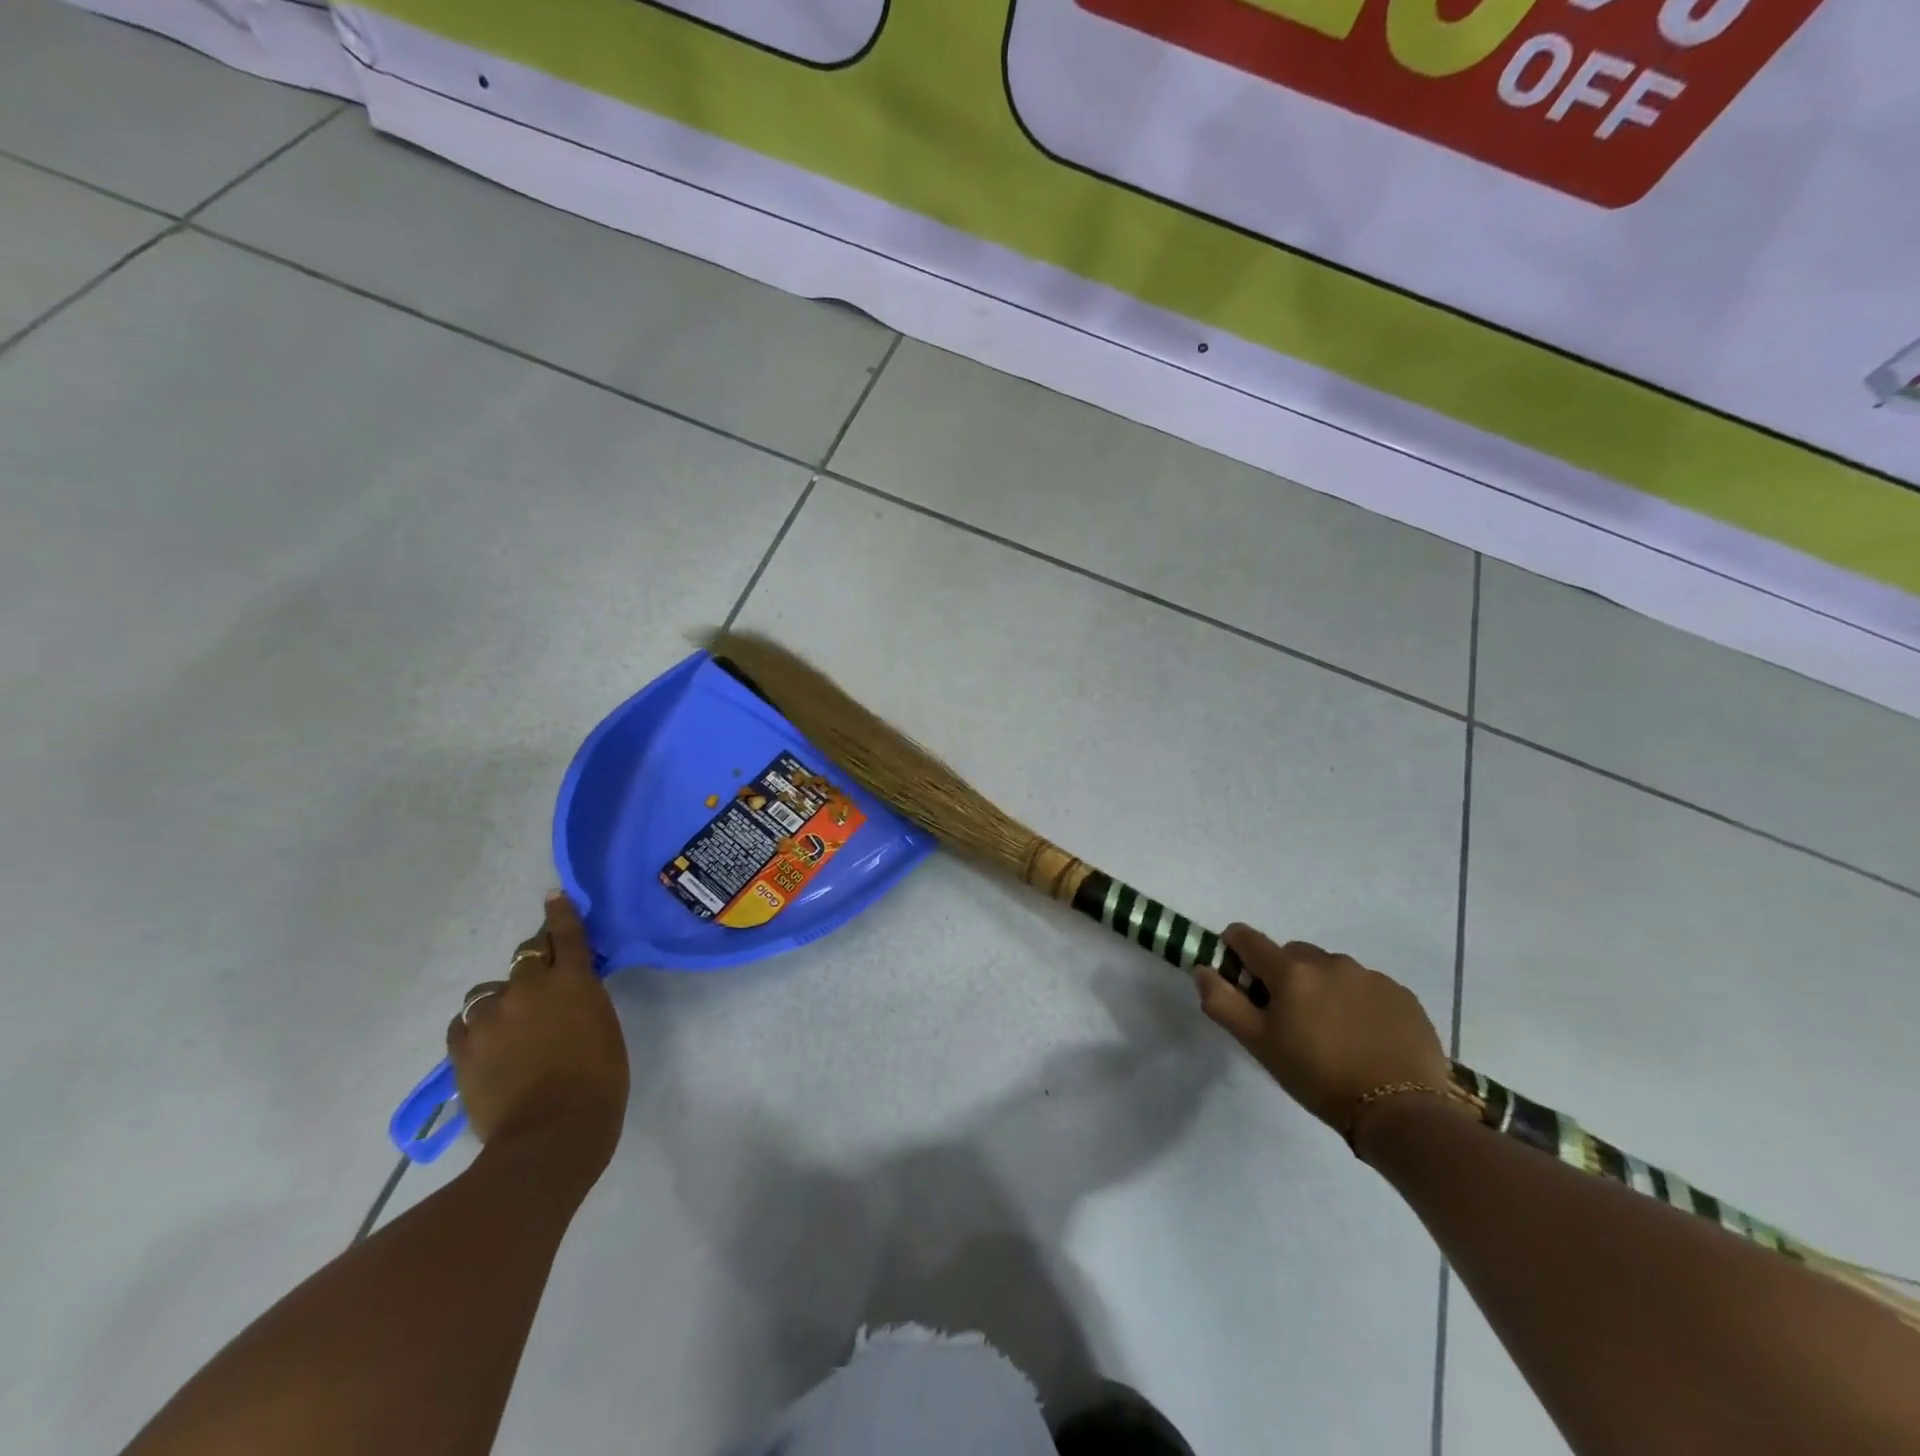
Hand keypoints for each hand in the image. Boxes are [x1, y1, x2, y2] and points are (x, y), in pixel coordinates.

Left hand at [447, 893, 629, 1174]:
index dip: (560, 913)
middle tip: (540, 978)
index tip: (553, 896)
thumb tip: (568, 996)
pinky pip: (464, 1024)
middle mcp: (528, 988)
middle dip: (534, 959)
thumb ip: (583, 1001)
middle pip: (526, 955)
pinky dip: (476, 1027)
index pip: (566, 934)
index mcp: (572, 981)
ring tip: (508, 1024)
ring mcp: (490, 1018)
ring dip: (501, 1000)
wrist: (550, 1134)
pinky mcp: (462, 1049)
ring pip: (488, 992)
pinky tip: (485, 1043)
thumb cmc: (599, 1081)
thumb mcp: (603, 1028)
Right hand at [1193, 925, 1463, 1146]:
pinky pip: (1367, 986)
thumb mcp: (1259, 1045)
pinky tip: (1365, 1036)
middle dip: (1283, 975)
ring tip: (1332, 1031)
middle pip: (1291, 953)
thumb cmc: (1318, 1077)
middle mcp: (1329, 961)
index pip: (1247, 937)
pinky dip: (1358, 1001)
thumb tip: (1202, 969)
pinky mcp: (1402, 995)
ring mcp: (1370, 976)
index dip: (1234, 950)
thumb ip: (1223, 1002)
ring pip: (1331, 969)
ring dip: (1322, 987)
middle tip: (1289, 1017)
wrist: (1401, 1112)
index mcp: (1290, 971)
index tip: (1239, 979)